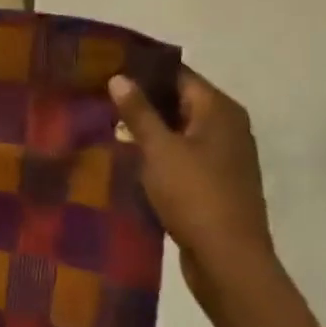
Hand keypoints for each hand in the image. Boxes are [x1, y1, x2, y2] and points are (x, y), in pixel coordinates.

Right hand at [109, 68, 278, 297]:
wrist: (229, 260)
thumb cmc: (195, 195)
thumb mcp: (160, 150)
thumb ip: (139, 112)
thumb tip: (119, 76)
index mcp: (219, 111)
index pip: (178, 74)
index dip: (143, 69)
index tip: (106, 66)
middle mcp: (227, 127)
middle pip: (179, 100)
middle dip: (141, 98)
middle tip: (96, 94)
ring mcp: (223, 156)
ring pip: (178, 129)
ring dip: (146, 127)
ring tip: (103, 122)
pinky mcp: (214, 181)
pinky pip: (180, 153)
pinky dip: (156, 151)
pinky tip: (126, 155)